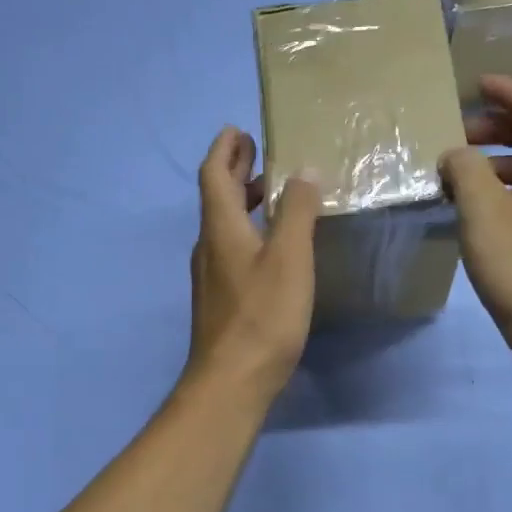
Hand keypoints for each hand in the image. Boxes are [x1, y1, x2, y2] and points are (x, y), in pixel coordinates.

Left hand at [184, 128, 320, 400]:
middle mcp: (208, 246)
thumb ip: (297, 212)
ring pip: (223, 225)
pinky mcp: (220, 299)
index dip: (224, 149)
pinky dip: (247, 231)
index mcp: (220, 228)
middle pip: (215, 197)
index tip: (239, 130)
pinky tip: (271, 246)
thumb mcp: (289, 258)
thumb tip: (303, 171)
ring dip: (241, 202)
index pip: (213, 174)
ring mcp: (210, 275)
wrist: (231, 381)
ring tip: (270, 195)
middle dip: (234, 171)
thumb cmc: (262, 315)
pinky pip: (230, 248)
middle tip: (257, 154)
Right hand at [439, 75, 511, 377]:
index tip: (475, 85)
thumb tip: (456, 154)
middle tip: (457, 135)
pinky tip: (478, 212)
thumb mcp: (482, 211)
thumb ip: (464, 169)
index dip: (505, 89)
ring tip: (458, 174)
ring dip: (498, 160)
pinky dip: (506, 188)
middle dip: (497, 126)